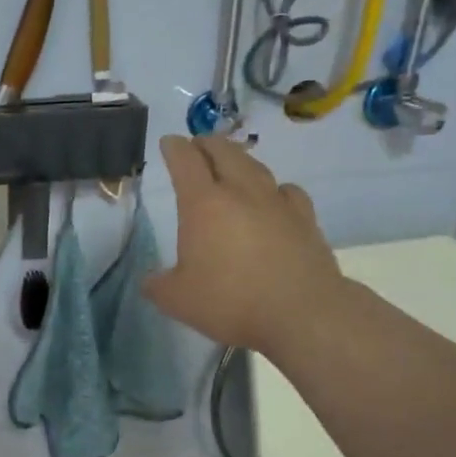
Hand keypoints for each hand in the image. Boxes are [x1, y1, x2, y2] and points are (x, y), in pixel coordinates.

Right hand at [142, 135, 344, 356]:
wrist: (302, 313)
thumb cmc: (231, 302)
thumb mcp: (177, 300)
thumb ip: (158, 286)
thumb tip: (150, 281)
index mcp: (203, 204)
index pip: (185, 161)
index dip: (174, 148)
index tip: (169, 142)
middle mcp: (241, 192)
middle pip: (223, 152)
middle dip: (206, 144)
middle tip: (197, 146)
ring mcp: (277, 202)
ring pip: (255, 166)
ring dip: (239, 160)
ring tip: (232, 165)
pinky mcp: (305, 219)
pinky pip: (286, 190)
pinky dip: (274, 188)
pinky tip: (273, 198)